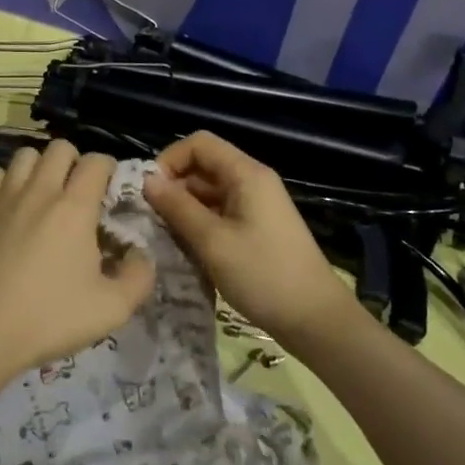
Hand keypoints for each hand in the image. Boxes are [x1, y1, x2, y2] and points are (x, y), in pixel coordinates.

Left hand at [0, 142, 155, 381]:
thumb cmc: (50, 319)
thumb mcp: (112, 309)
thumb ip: (139, 277)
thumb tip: (140, 253)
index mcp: (75, 208)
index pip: (96, 161)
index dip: (108, 169)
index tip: (110, 191)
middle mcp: (39, 191)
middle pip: (59, 147)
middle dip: (75, 161)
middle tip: (78, 192)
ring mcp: (4, 198)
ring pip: (25, 155)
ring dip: (40, 166)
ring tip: (45, 193)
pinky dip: (5, 180)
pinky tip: (10, 203)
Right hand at [143, 131, 356, 348]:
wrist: (316, 320)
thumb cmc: (263, 275)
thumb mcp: (213, 241)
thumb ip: (177, 207)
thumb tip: (147, 180)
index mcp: (246, 174)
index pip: (199, 144)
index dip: (170, 160)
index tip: (150, 192)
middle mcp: (252, 182)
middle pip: (203, 166)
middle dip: (174, 187)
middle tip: (151, 220)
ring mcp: (256, 206)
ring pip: (209, 192)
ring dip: (185, 209)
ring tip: (165, 237)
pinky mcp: (257, 228)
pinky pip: (220, 213)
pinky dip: (200, 224)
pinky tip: (187, 249)